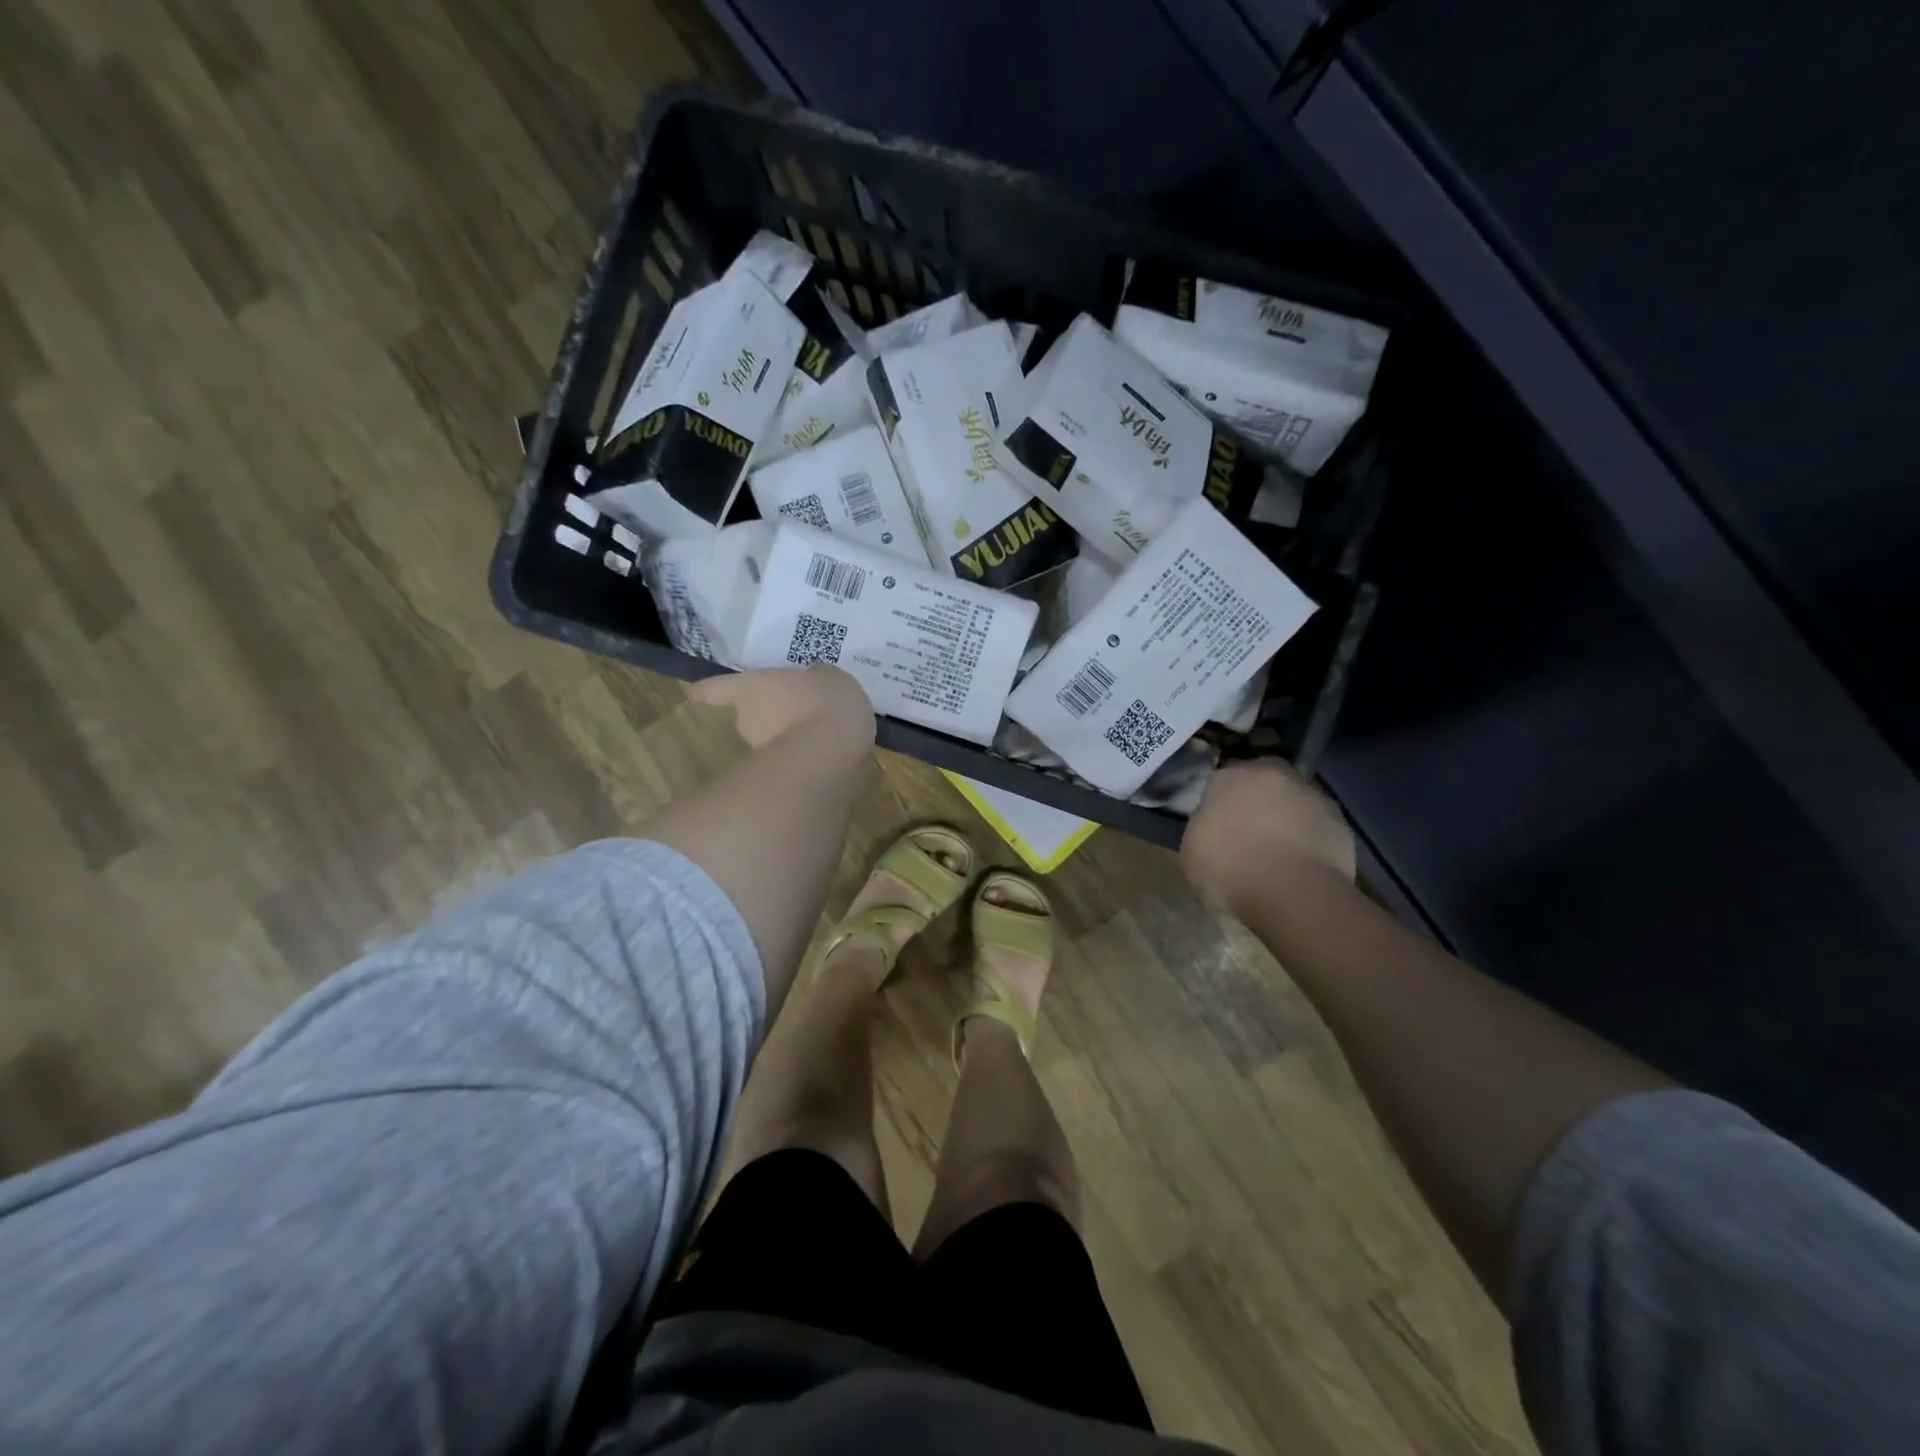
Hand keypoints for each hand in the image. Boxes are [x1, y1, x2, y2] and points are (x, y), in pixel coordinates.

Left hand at [688, 665, 874, 749]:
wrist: (833, 754)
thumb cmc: (823, 702)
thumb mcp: (829, 677)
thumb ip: (817, 678)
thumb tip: (813, 680)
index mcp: (751, 689)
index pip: (720, 689)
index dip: (708, 690)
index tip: (694, 693)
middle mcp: (748, 721)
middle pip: (749, 716)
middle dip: (768, 716)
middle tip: (795, 711)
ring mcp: (762, 755)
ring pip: (773, 743)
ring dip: (790, 740)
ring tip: (820, 734)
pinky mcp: (781, 780)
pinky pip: (795, 764)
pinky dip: (808, 760)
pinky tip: (832, 754)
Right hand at [1182, 759, 1355, 916]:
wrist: (1292, 892)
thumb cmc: (1229, 869)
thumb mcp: (1192, 851)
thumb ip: (1203, 828)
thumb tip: (1214, 826)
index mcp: (1229, 777)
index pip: (1220, 781)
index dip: (1220, 803)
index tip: (1217, 824)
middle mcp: (1271, 774)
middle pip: (1261, 781)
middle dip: (1256, 800)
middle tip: (1249, 832)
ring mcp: (1310, 794)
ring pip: (1292, 800)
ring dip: (1286, 817)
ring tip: (1279, 852)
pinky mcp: (1339, 821)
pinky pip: (1317, 825)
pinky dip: (1310, 838)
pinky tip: (1301, 864)